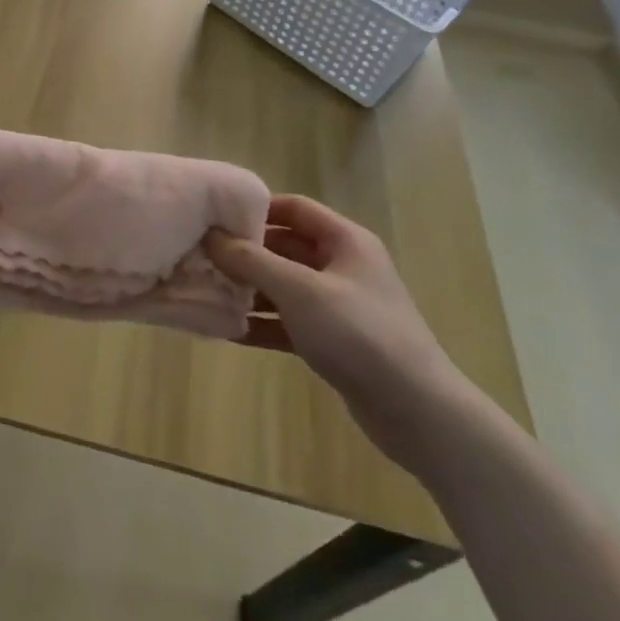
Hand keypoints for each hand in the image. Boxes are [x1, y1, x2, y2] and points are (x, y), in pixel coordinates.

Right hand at [206, 195, 471, 470]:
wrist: (417, 412)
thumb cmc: (359, 333)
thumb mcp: (300, 290)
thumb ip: (252, 261)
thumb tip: (210, 235)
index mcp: (345, 241)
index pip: (294, 208)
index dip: (255, 209)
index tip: (215, 217)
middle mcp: (342, 266)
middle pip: (285, 247)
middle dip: (245, 252)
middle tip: (202, 256)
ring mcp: (339, 305)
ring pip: (284, 286)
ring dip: (249, 290)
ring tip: (205, 292)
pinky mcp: (334, 342)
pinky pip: (289, 321)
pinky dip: (262, 323)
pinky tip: (226, 330)